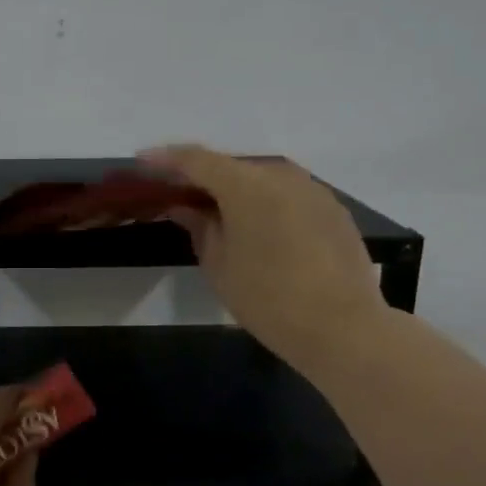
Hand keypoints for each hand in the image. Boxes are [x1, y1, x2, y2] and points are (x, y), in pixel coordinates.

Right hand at [141, 145, 386, 375]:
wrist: (343, 327)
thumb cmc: (268, 298)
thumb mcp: (219, 265)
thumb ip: (199, 226)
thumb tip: (186, 207)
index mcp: (247, 184)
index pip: (197, 159)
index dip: (165, 159)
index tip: (142, 162)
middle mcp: (281, 175)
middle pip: (231, 165)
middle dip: (201, 175)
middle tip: (176, 191)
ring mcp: (312, 189)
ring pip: (261, 178)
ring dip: (234, 188)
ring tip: (213, 208)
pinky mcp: (332, 208)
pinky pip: (286, 194)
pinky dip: (263, 201)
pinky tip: (254, 224)